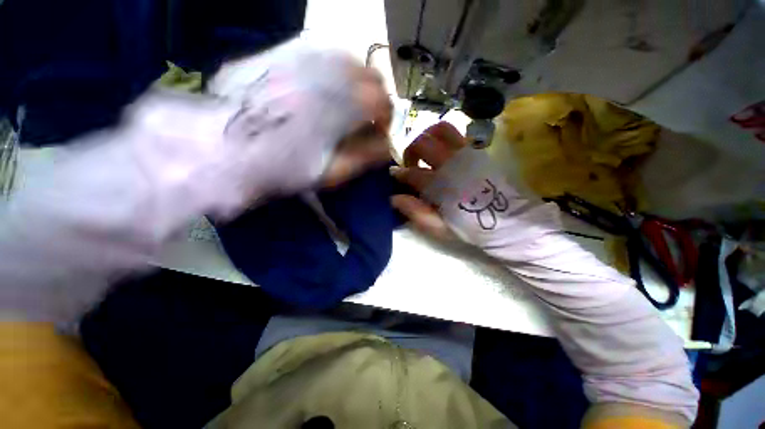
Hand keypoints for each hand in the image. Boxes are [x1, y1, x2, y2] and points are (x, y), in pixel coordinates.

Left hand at [210, 40, 392, 194]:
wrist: (223, 146)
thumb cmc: (282, 167)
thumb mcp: (331, 172)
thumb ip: (366, 157)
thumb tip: (387, 147)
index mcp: (347, 104)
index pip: (383, 103)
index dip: (385, 119)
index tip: (378, 131)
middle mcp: (332, 70)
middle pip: (371, 76)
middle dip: (374, 98)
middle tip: (363, 117)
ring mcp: (306, 53)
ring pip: (349, 59)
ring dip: (355, 81)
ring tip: (344, 101)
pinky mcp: (284, 48)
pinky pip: (321, 51)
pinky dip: (332, 68)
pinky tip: (320, 85)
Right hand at [392, 122, 560, 249]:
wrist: (509, 220)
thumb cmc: (471, 226)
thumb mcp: (440, 228)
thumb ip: (416, 212)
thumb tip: (394, 198)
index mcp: (442, 185)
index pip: (412, 173)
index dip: (399, 174)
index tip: (394, 176)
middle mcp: (452, 163)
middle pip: (422, 143)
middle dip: (409, 151)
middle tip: (410, 164)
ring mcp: (466, 153)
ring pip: (440, 129)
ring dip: (426, 136)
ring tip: (424, 152)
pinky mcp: (477, 151)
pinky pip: (456, 133)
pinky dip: (442, 137)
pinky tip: (441, 150)